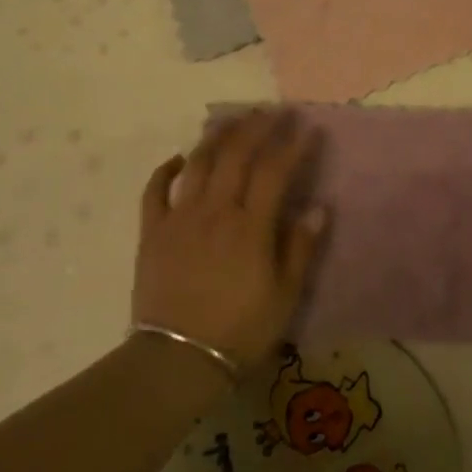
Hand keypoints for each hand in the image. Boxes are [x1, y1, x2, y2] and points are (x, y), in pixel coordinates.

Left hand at [132, 111, 327, 371]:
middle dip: (257, 127)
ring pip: (198, 163)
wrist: (176, 360)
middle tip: (273, 111)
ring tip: (232, 120)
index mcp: (250, 227)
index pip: (274, 171)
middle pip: (236, 155)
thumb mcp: (284, 296)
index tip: (308, 127)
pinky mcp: (152, 232)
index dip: (292, 146)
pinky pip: (155, 191)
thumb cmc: (238, 331)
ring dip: (217, 136)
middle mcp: (215, 211)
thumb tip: (318, 207)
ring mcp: (179, 218)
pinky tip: (179, 158)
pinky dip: (167, 169)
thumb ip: (300, 248)